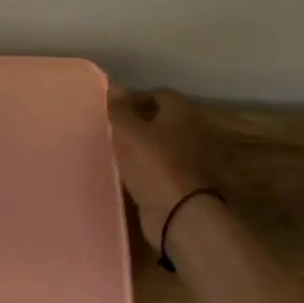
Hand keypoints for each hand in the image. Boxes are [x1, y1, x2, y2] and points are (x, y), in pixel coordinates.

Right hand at [108, 87, 215, 248]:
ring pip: (160, 147)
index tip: (112, 110)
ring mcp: (191, 160)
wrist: (179, 215)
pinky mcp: (185, 185)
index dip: (134, 99)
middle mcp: (192, 131)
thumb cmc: (153, 164)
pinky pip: (160, 170)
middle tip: (111, 131)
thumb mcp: (128, 131)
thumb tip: (117, 87)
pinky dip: (146, 171)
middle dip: (137, 124)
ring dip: (141, 150)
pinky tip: (126, 176)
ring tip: (114, 154)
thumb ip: (120, 109)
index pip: (157, 94)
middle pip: (160, 121)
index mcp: (182, 112)